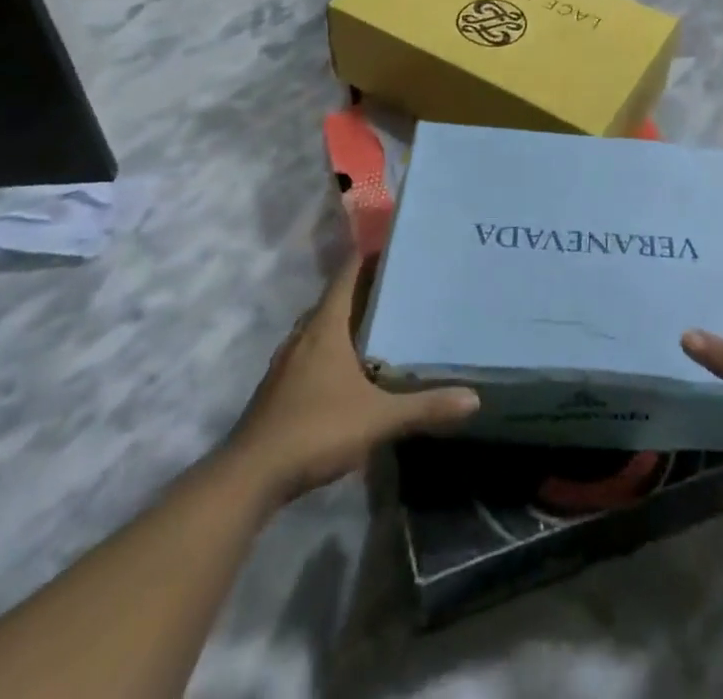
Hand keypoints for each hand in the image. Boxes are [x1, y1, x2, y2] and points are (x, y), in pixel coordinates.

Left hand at [230, 255, 478, 503]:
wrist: (248, 479)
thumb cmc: (314, 430)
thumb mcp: (377, 418)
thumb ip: (424, 407)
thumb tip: (474, 399)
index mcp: (325, 326)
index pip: (348, 273)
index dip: (371, 253)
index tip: (398, 242)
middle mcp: (305, 335)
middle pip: (336, 297)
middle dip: (367, 287)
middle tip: (404, 283)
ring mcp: (288, 362)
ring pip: (323, 326)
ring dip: (349, 319)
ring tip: (384, 320)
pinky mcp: (281, 388)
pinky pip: (314, 351)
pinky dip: (335, 347)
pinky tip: (354, 366)